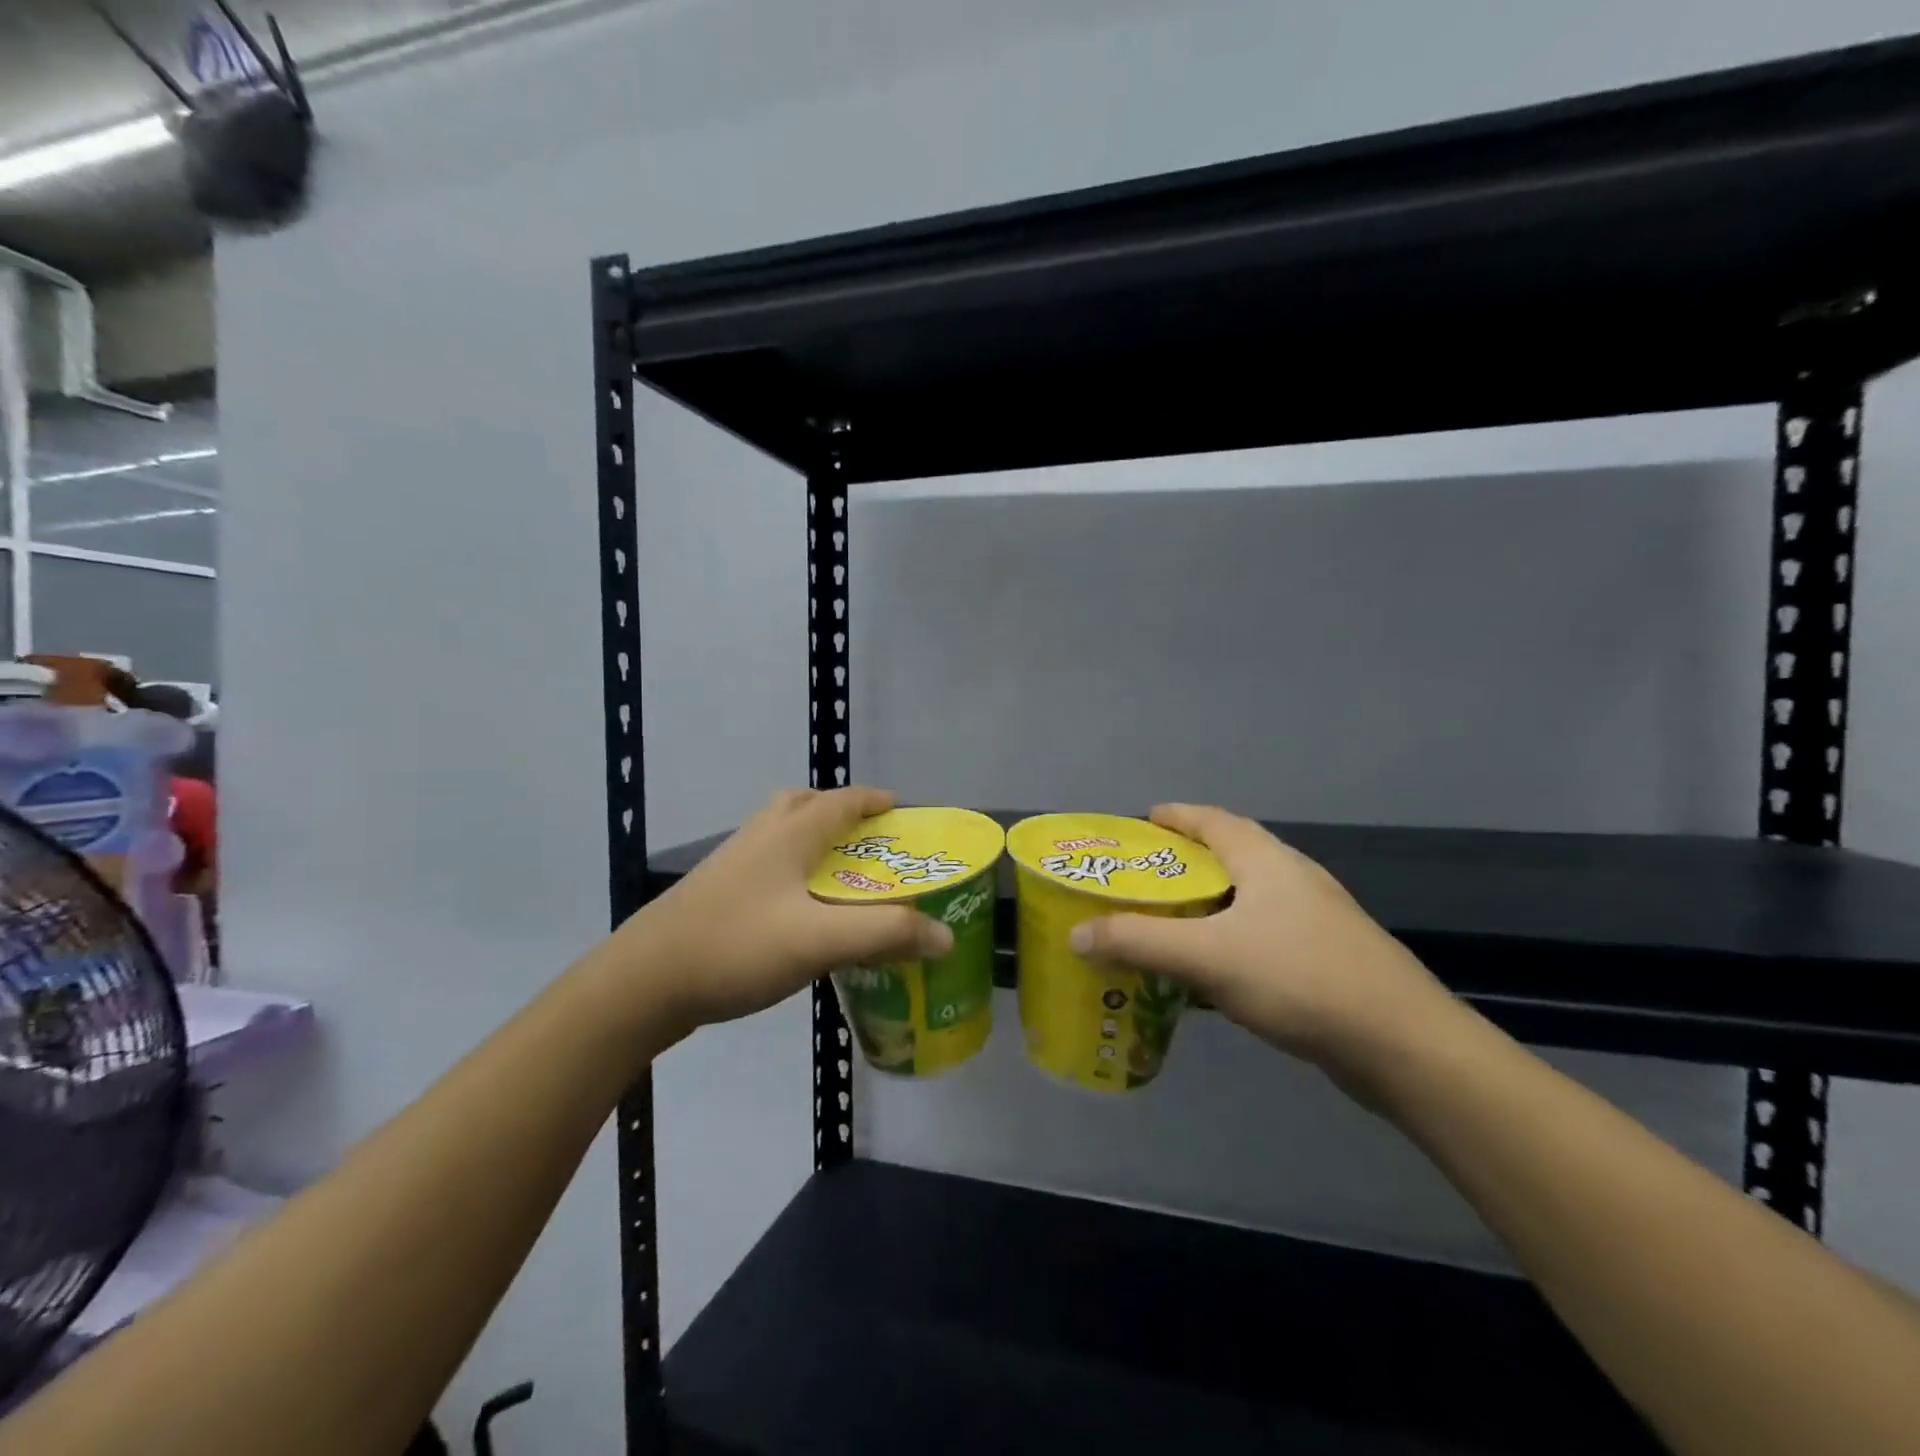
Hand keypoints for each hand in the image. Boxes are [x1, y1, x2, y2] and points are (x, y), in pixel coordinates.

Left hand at [617, 786, 952, 1030]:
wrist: (643, 983)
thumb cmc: (737, 947)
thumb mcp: (820, 940)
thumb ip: (885, 934)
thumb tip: (944, 935)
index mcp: (789, 833)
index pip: (842, 800)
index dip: (875, 800)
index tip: (903, 811)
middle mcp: (760, 836)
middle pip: (805, 806)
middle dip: (841, 815)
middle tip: (870, 842)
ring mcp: (731, 864)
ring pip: (781, 834)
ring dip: (813, 841)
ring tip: (839, 876)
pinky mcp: (715, 893)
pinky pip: (766, 865)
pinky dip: (791, 871)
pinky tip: (798, 913)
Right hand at [1070, 805, 1458, 1077]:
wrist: (1403, 1045)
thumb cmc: (1299, 979)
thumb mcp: (1207, 956)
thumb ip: (1138, 942)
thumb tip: (1076, 934)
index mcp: (1266, 860)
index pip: (1211, 820)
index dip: (1174, 817)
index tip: (1139, 824)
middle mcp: (1292, 877)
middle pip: (1228, 855)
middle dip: (1183, 862)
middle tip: (1141, 880)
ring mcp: (1315, 918)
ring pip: (1246, 899)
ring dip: (1206, 905)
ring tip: (1166, 923)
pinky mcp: (1327, 957)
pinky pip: (1262, 934)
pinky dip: (1229, 940)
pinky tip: (1212, 973)